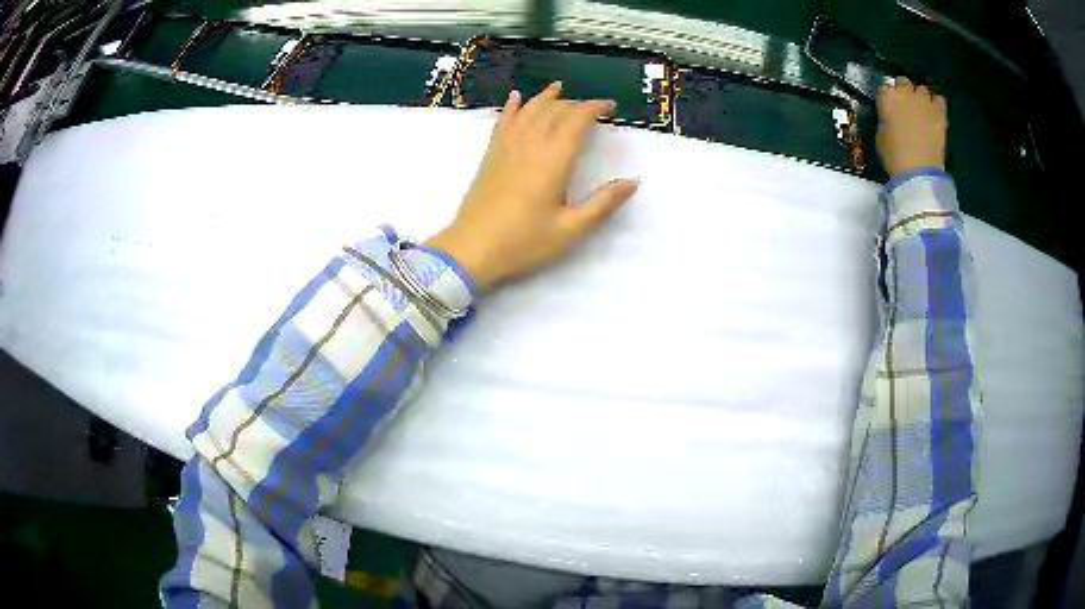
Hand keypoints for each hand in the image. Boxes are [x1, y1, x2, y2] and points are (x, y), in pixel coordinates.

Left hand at [425, 82, 638, 290]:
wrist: (471, 250)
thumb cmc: (524, 242)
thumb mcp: (571, 229)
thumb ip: (603, 203)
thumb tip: (632, 181)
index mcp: (553, 160)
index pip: (577, 121)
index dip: (595, 108)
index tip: (610, 107)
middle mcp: (530, 145)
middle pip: (553, 111)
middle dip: (575, 103)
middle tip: (591, 107)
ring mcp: (506, 148)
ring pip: (528, 111)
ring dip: (545, 98)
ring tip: (558, 88)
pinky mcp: (490, 156)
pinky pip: (503, 122)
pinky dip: (512, 107)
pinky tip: (515, 98)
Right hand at [876, 77, 947, 177]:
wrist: (919, 171)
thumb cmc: (894, 156)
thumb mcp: (882, 136)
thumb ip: (886, 120)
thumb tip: (890, 118)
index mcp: (887, 98)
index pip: (885, 86)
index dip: (888, 96)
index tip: (890, 105)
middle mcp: (905, 93)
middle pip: (904, 82)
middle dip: (904, 91)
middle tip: (906, 105)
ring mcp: (924, 101)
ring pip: (922, 89)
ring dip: (920, 97)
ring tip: (922, 109)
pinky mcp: (939, 112)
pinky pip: (939, 99)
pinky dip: (936, 103)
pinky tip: (934, 112)